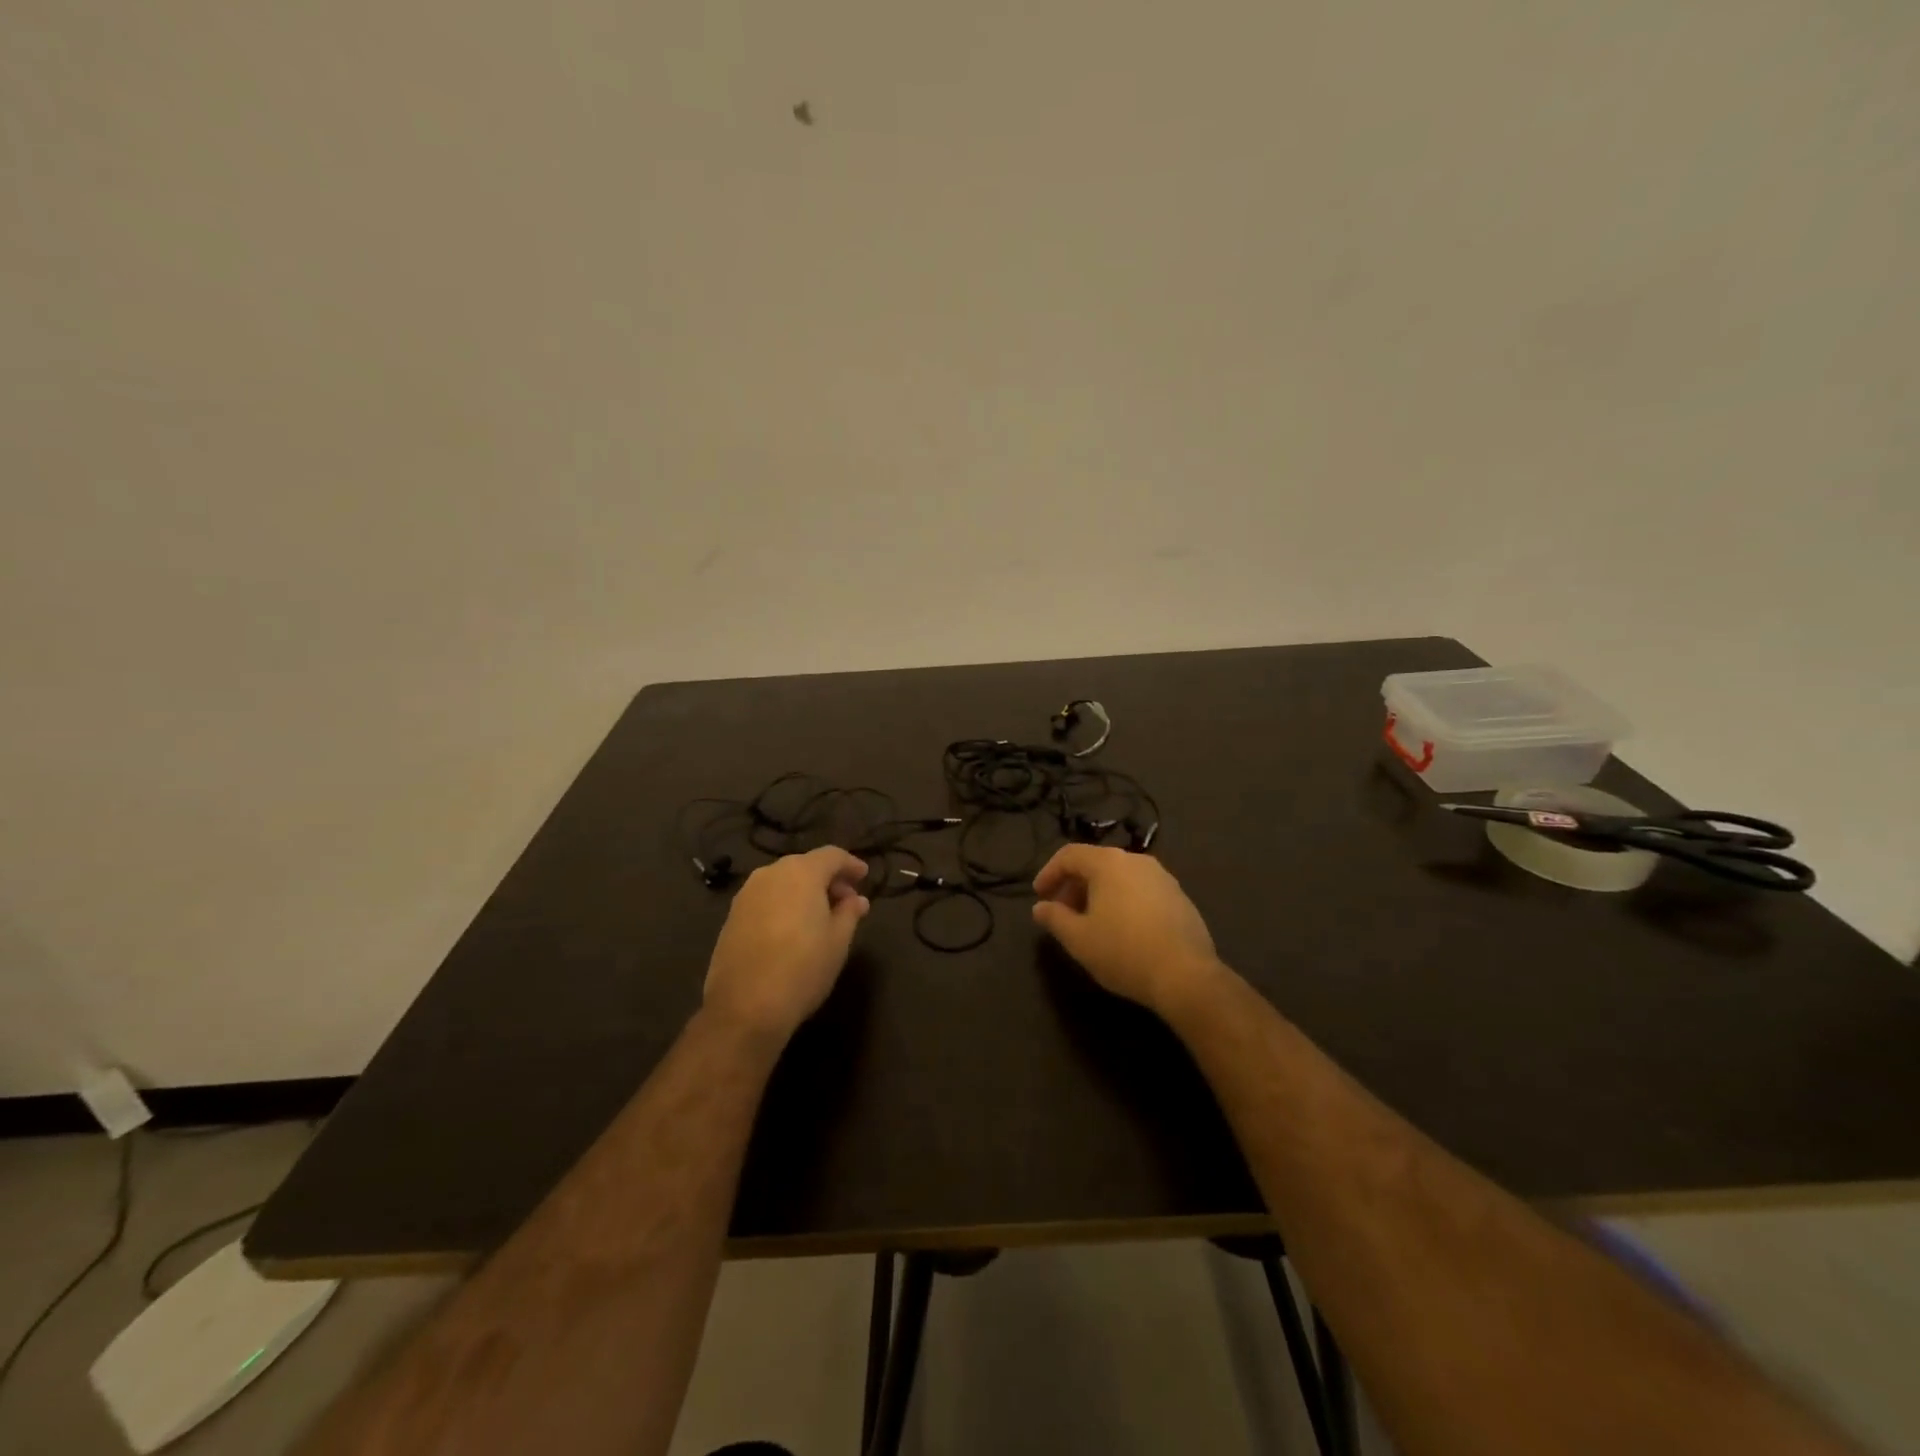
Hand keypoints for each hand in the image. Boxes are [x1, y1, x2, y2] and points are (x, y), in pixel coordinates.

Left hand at [704, 847, 870, 1042]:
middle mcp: (770, 874)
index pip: (832, 855)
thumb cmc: (802, 969)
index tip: (864, 877)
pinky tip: (792, 929)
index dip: (851, 864)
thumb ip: (849, 913)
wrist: (744, 1007)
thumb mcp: (838, 941)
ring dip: (804, 892)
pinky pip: (766, 899)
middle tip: (846, 901)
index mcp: (801, 873)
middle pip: (805, 865)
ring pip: (783, 882)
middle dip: (828, 879)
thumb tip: (857, 900)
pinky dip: (783, 904)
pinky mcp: (732, 917)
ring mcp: (746, 894)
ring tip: (820, 917)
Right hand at [1032, 845, 1224, 1017]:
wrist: (1186, 976)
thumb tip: (1040, 907)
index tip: (1040, 896)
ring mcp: (1162, 877)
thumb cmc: (1123, 952)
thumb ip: (1054, 918)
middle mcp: (1136, 861)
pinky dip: (1122, 902)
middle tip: (1062, 913)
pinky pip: (1140, 891)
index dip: (1049, 873)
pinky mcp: (1179, 897)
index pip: (1069, 855)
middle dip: (1073, 886)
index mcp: (1109, 863)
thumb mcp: (1078, 939)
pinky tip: (1122, 931)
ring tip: (1090, 924)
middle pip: (1096, 863)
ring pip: (1119, 877)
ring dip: (1098, 894)